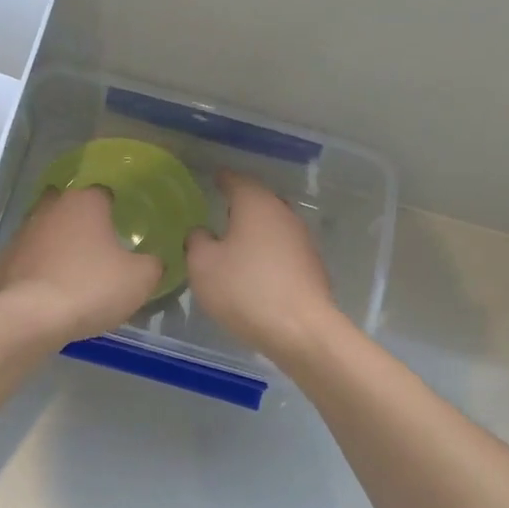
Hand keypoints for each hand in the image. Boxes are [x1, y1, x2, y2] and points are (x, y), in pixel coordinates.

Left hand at [0, 186, 162, 343]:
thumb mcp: (140, 279)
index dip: (116, 209)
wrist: (32, 317)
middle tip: (100, 246)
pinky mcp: (5, 259)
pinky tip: (51, 289)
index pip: (105, 193)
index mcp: (85, 202)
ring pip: (47, 230)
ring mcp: (23, 232)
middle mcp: (51, 207)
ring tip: (75, 270)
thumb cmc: (91, 287)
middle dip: (83, 221)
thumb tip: (152, 261)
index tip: (124, 229)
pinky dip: (40, 267)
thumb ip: (152, 264)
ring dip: (59, 243)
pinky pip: (30, 257)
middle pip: (71, 206)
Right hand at [185, 171, 344, 359]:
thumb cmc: (245, 290)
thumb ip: (197, 241)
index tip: (213, 178)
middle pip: (259, 201)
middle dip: (241, 204)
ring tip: (235, 242)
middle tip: (220, 211)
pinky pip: (282, 250)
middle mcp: (283, 214)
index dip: (222, 179)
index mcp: (256, 204)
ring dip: (255, 231)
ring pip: (273, 226)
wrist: (300, 329)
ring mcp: (302, 240)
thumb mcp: (203, 265)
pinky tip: (256, 270)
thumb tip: (202, 232)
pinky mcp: (311, 267)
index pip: (236, 181)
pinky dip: (267, 253)